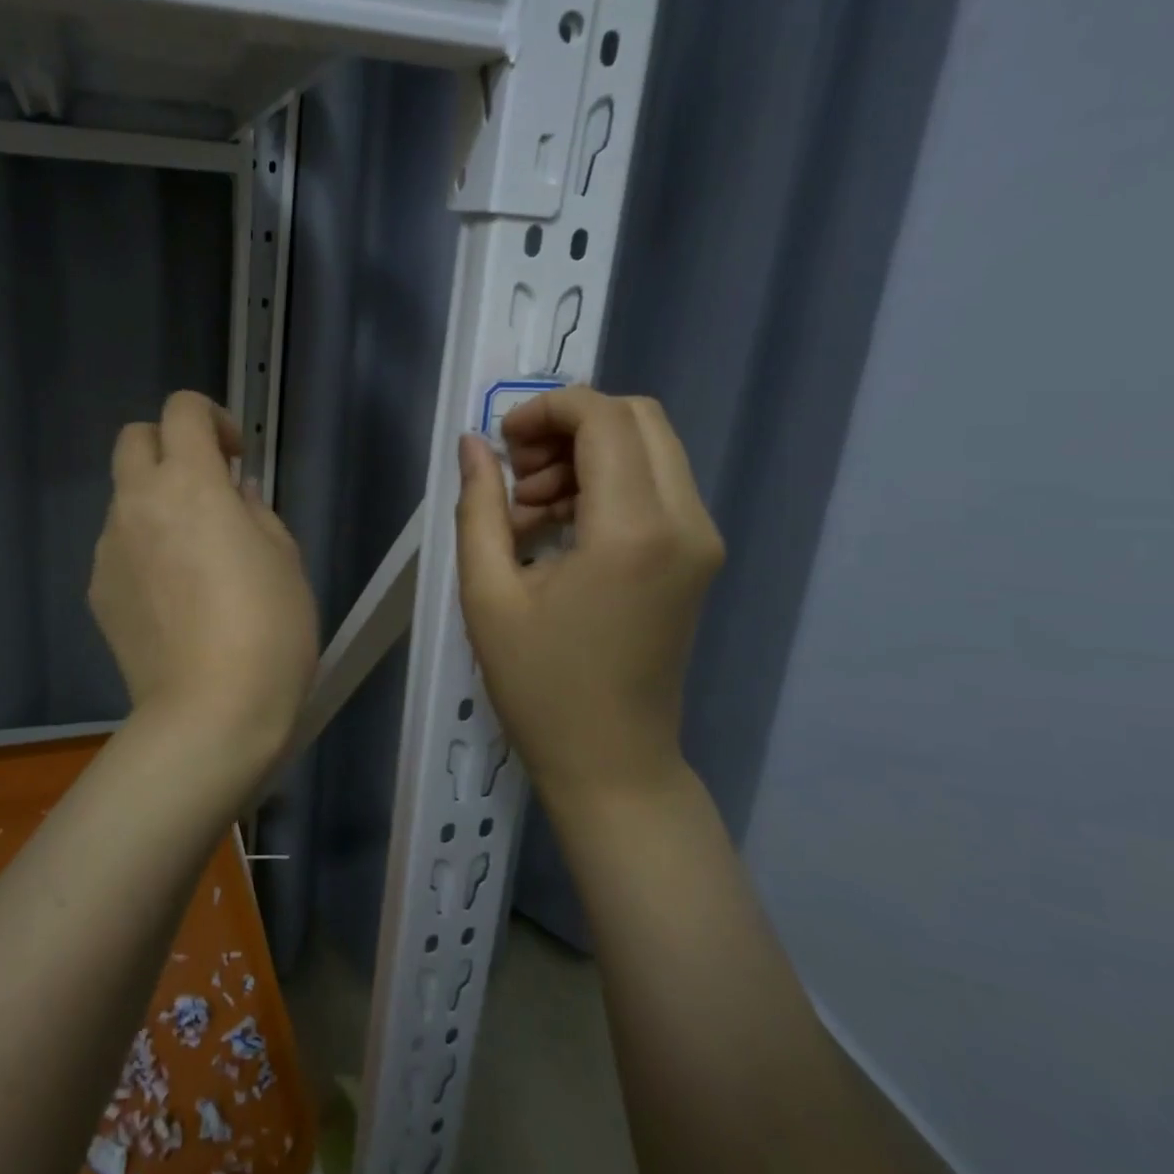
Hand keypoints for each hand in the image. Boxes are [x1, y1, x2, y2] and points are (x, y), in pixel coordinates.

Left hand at [90, 391, 318, 773]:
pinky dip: (143, 549)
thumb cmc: (267, 627)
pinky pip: (119, 548)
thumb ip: (253, 510)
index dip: (212, 418)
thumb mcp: (283, 556)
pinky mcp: (98, 592)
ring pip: (124, 498)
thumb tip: (232, 495)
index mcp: (189, 483)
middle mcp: (137, 504)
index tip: (236, 457)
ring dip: (156, 503)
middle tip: (207, 487)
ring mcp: (109, 550)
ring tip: (194, 556)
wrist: (210, 713)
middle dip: (169, 446)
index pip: (182, 410)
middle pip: (134, 439)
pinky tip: (173, 597)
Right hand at [454, 387, 722, 803]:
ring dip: (586, 454)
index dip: (547, 409)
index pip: (604, 418)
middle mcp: (685, 521)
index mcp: (632, 531)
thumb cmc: (540, 687)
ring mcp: (701, 539)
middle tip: (517, 475)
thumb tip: (472, 443)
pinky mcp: (698, 556)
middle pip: (637, 418)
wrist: (613, 764)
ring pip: (649, 446)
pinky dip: (606, 482)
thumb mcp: (489, 594)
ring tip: (530, 509)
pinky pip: (655, 484)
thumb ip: (480, 506)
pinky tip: (560, 527)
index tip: (501, 443)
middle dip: (569, 425)